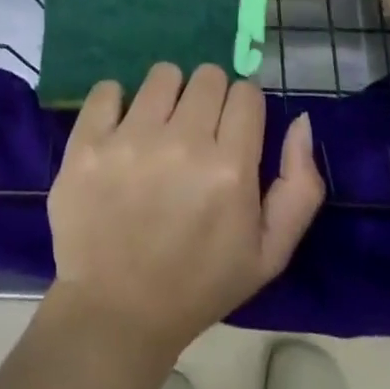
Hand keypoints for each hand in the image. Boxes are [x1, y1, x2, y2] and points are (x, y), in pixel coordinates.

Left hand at [47, 63, 324, 359]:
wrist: (115, 314)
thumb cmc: (198, 284)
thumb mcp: (269, 254)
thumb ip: (300, 187)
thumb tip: (301, 120)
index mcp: (230, 170)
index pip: (246, 92)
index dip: (242, 110)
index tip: (230, 133)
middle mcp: (182, 144)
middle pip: (207, 76)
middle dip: (207, 100)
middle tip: (194, 135)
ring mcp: (130, 140)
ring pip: (163, 74)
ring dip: (166, 98)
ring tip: (157, 134)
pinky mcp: (87, 141)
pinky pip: (109, 88)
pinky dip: (116, 104)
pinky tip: (119, 134)